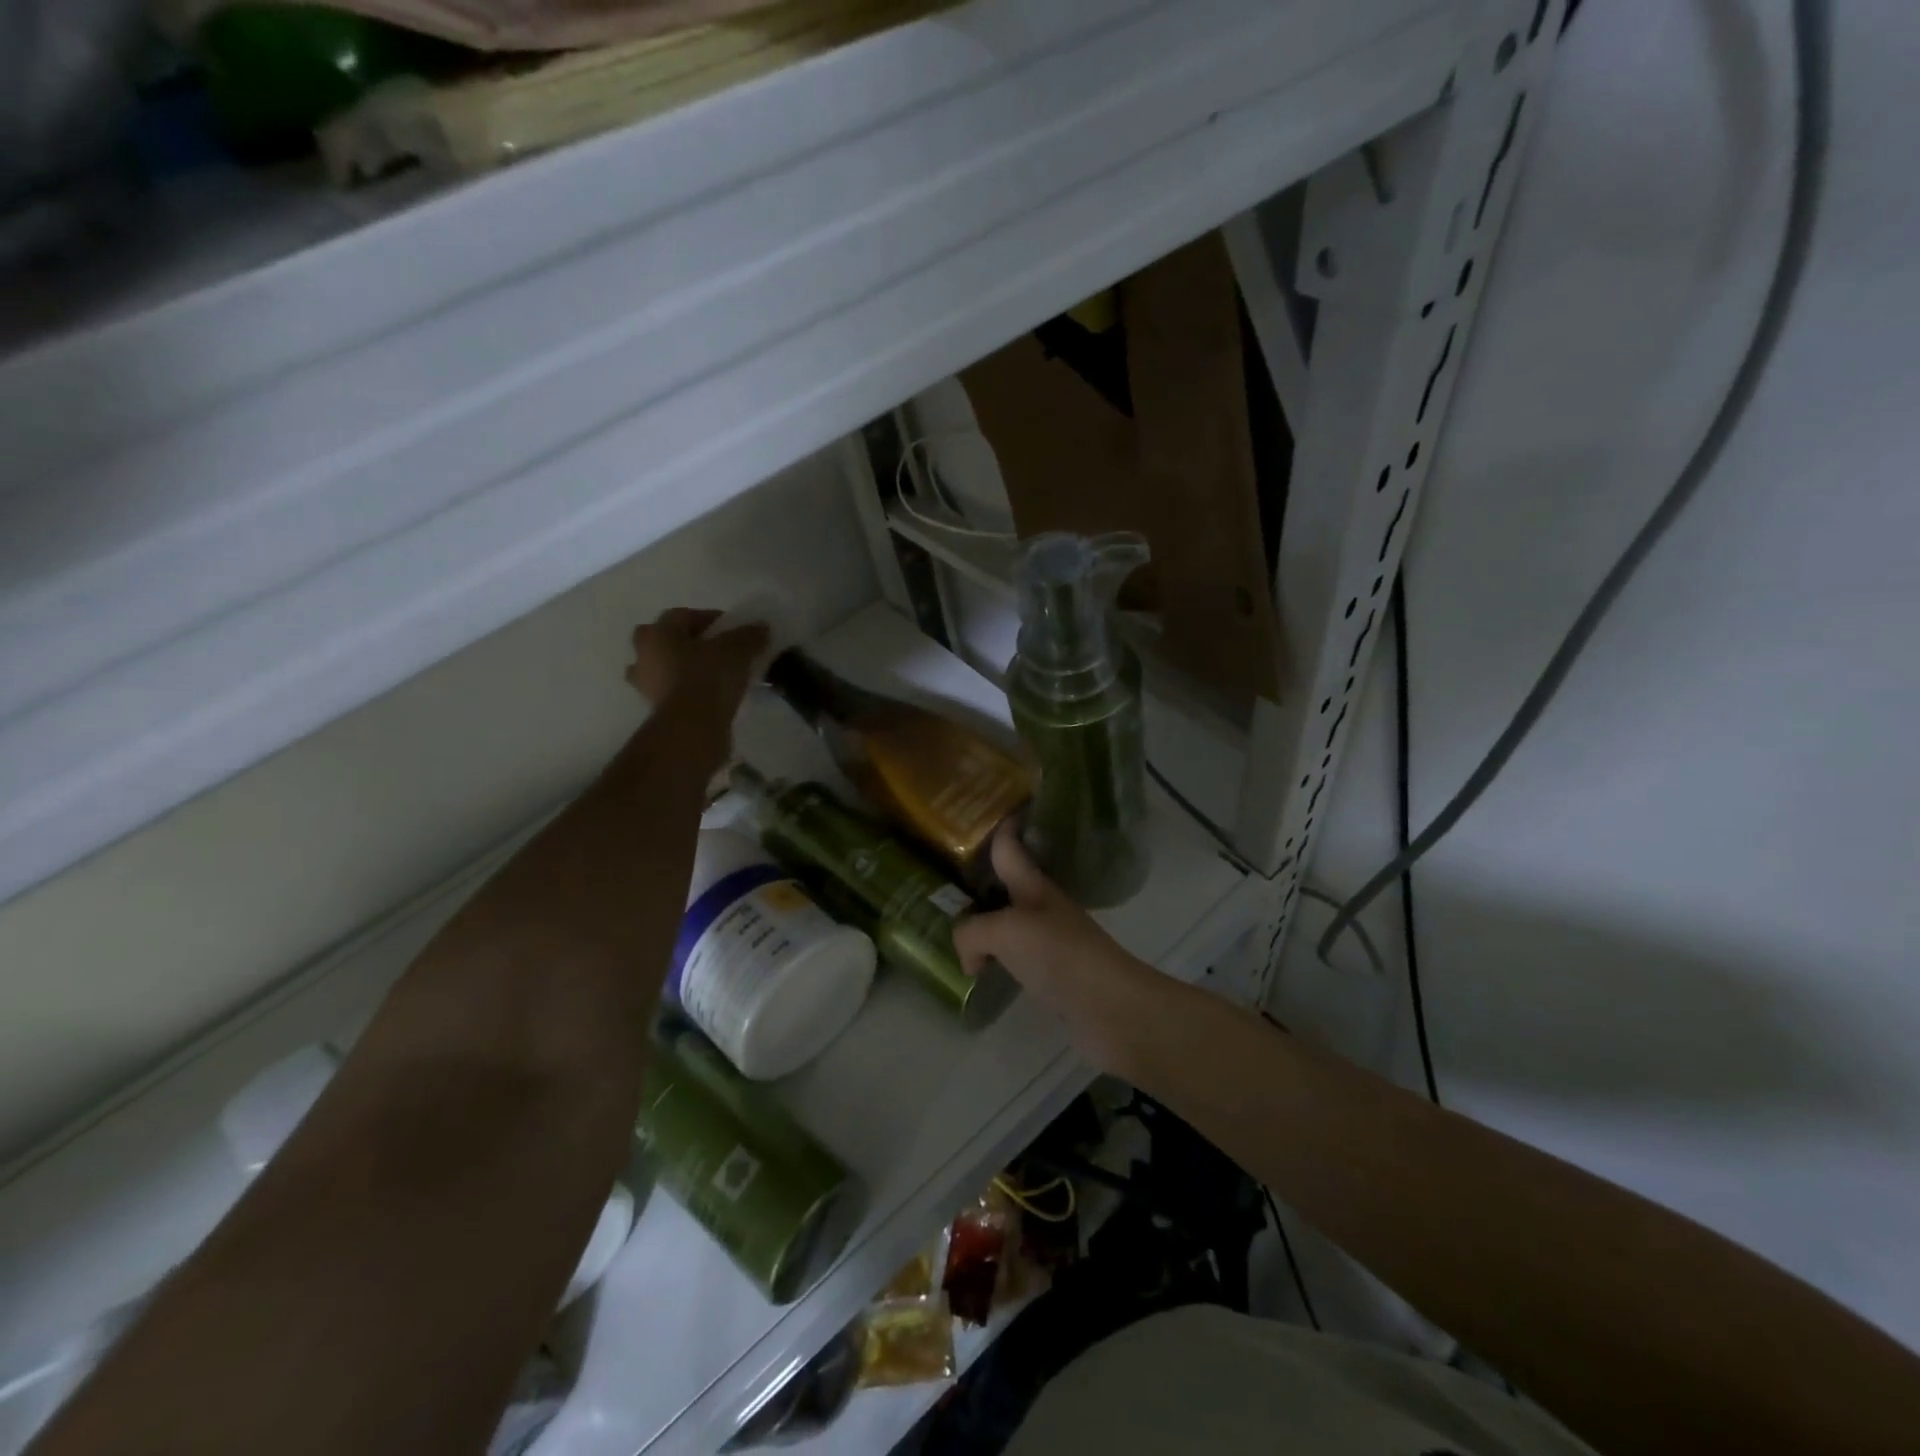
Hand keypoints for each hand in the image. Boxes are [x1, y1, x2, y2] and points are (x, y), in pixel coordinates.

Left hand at [626, 608, 768, 726]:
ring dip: (685, 668)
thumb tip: (760, 627)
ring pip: (667, 668)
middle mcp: (644, 655)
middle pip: (667, 640)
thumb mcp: (736, 651)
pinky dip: (689, 691)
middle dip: (690, 642)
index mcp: (658, 633)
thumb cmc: (708, 678)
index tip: (734, 630)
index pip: (683, 615)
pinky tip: (711, 696)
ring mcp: (646, 685)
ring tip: (715, 676)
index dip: (711, 618)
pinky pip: (674, 692)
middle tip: (717, 650)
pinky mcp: (656, 710)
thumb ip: (748, 636)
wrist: (691, 728)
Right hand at [953, 823, 1167, 1073]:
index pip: (1010, 846)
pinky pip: (1015, 952)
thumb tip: (970, 957)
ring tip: (956, 924)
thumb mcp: (1004, 932)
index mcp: (1031, 885)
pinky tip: (981, 966)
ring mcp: (1049, 938)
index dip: (1000, 826)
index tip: (984, 809)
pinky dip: (996, 954)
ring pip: (1009, 919)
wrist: (1109, 1004)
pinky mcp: (1052, 971)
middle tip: (946, 878)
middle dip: (982, 877)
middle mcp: (1041, 905)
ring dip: (986, 919)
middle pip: (1007, 882)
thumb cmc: (1058, 953)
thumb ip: (972, 933)